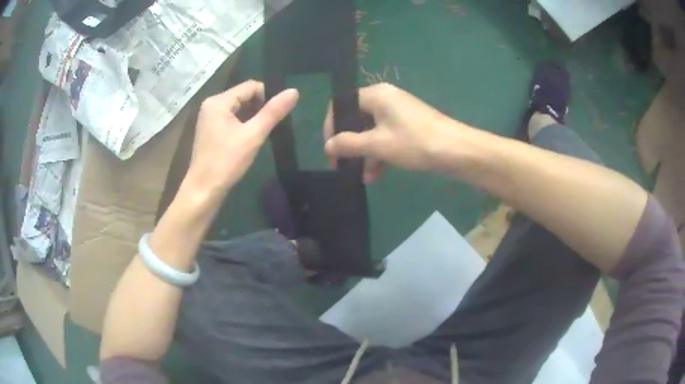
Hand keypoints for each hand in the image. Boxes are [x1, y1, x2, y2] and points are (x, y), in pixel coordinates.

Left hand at [187, 80, 298, 192]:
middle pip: (243, 96)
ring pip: (238, 108)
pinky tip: (248, 139)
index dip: (267, 96)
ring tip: (260, 134)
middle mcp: (211, 105)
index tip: (276, 115)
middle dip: (259, 108)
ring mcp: (209, 118)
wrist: (204, 190)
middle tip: (270, 127)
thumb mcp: (253, 135)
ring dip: (252, 117)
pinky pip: (231, 119)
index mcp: (218, 101)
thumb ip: (273, 112)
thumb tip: (294, 91)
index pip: (250, 86)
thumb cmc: (226, 161)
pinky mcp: (210, 130)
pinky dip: (242, 125)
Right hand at [323, 83, 465, 182]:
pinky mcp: (409, 127)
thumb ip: (348, 144)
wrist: (457, 151)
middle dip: (349, 144)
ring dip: (365, 154)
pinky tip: (376, 175)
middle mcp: (386, 99)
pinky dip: (380, 154)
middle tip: (342, 166)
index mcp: (376, 95)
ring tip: (362, 177)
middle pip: (357, 119)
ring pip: (372, 131)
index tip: (330, 148)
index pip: (342, 104)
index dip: (332, 126)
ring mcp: (399, 113)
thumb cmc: (414, 142)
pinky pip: (386, 138)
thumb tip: (327, 147)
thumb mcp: (377, 145)